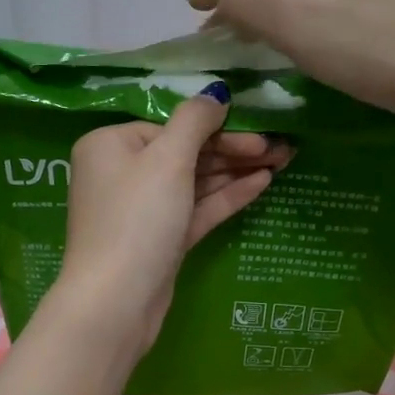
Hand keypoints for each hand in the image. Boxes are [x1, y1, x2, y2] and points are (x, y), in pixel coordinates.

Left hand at [49, 86, 288, 355]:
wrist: (117, 301)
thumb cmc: (137, 219)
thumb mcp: (167, 160)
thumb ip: (194, 121)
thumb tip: (215, 93)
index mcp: (111, 145)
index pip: (170, 126)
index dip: (216, 128)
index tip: (257, 129)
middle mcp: (123, 174)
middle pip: (186, 153)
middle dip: (233, 150)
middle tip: (281, 146)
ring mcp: (142, 210)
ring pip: (195, 182)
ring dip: (236, 171)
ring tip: (283, 159)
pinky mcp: (160, 240)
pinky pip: (196, 209)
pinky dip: (226, 197)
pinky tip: (262, 183)